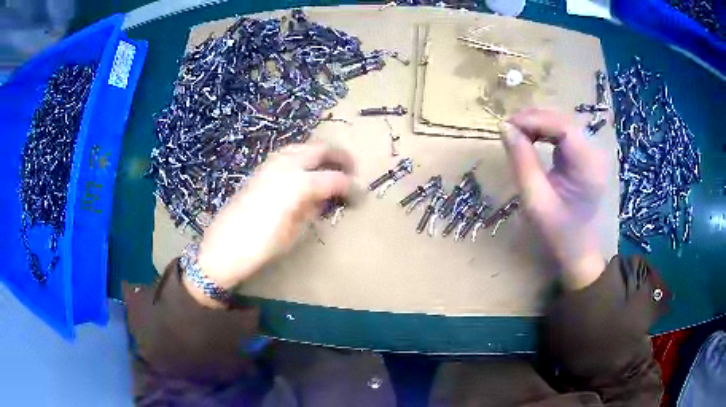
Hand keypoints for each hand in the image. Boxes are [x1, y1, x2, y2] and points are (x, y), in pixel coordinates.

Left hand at [191, 143, 354, 302]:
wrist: (223, 247)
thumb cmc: (261, 246)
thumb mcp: (295, 232)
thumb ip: (313, 210)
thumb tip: (326, 198)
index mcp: (298, 184)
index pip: (335, 179)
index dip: (353, 186)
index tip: (362, 195)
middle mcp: (286, 165)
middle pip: (320, 149)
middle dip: (340, 157)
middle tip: (352, 170)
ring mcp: (270, 164)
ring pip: (302, 146)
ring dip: (320, 153)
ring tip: (330, 167)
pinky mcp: (260, 169)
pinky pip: (287, 154)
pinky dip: (302, 156)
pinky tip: (304, 170)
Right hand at [501, 108, 606, 289]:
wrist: (580, 251)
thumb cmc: (559, 233)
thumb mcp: (535, 200)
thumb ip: (521, 161)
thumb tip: (505, 127)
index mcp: (588, 166)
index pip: (562, 126)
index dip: (533, 119)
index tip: (507, 126)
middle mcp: (595, 153)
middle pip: (563, 120)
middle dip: (534, 118)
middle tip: (508, 129)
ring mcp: (593, 153)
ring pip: (563, 122)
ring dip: (538, 123)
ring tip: (516, 133)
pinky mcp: (587, 155)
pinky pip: (565, 133)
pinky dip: (546, 131)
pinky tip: (532, 138)